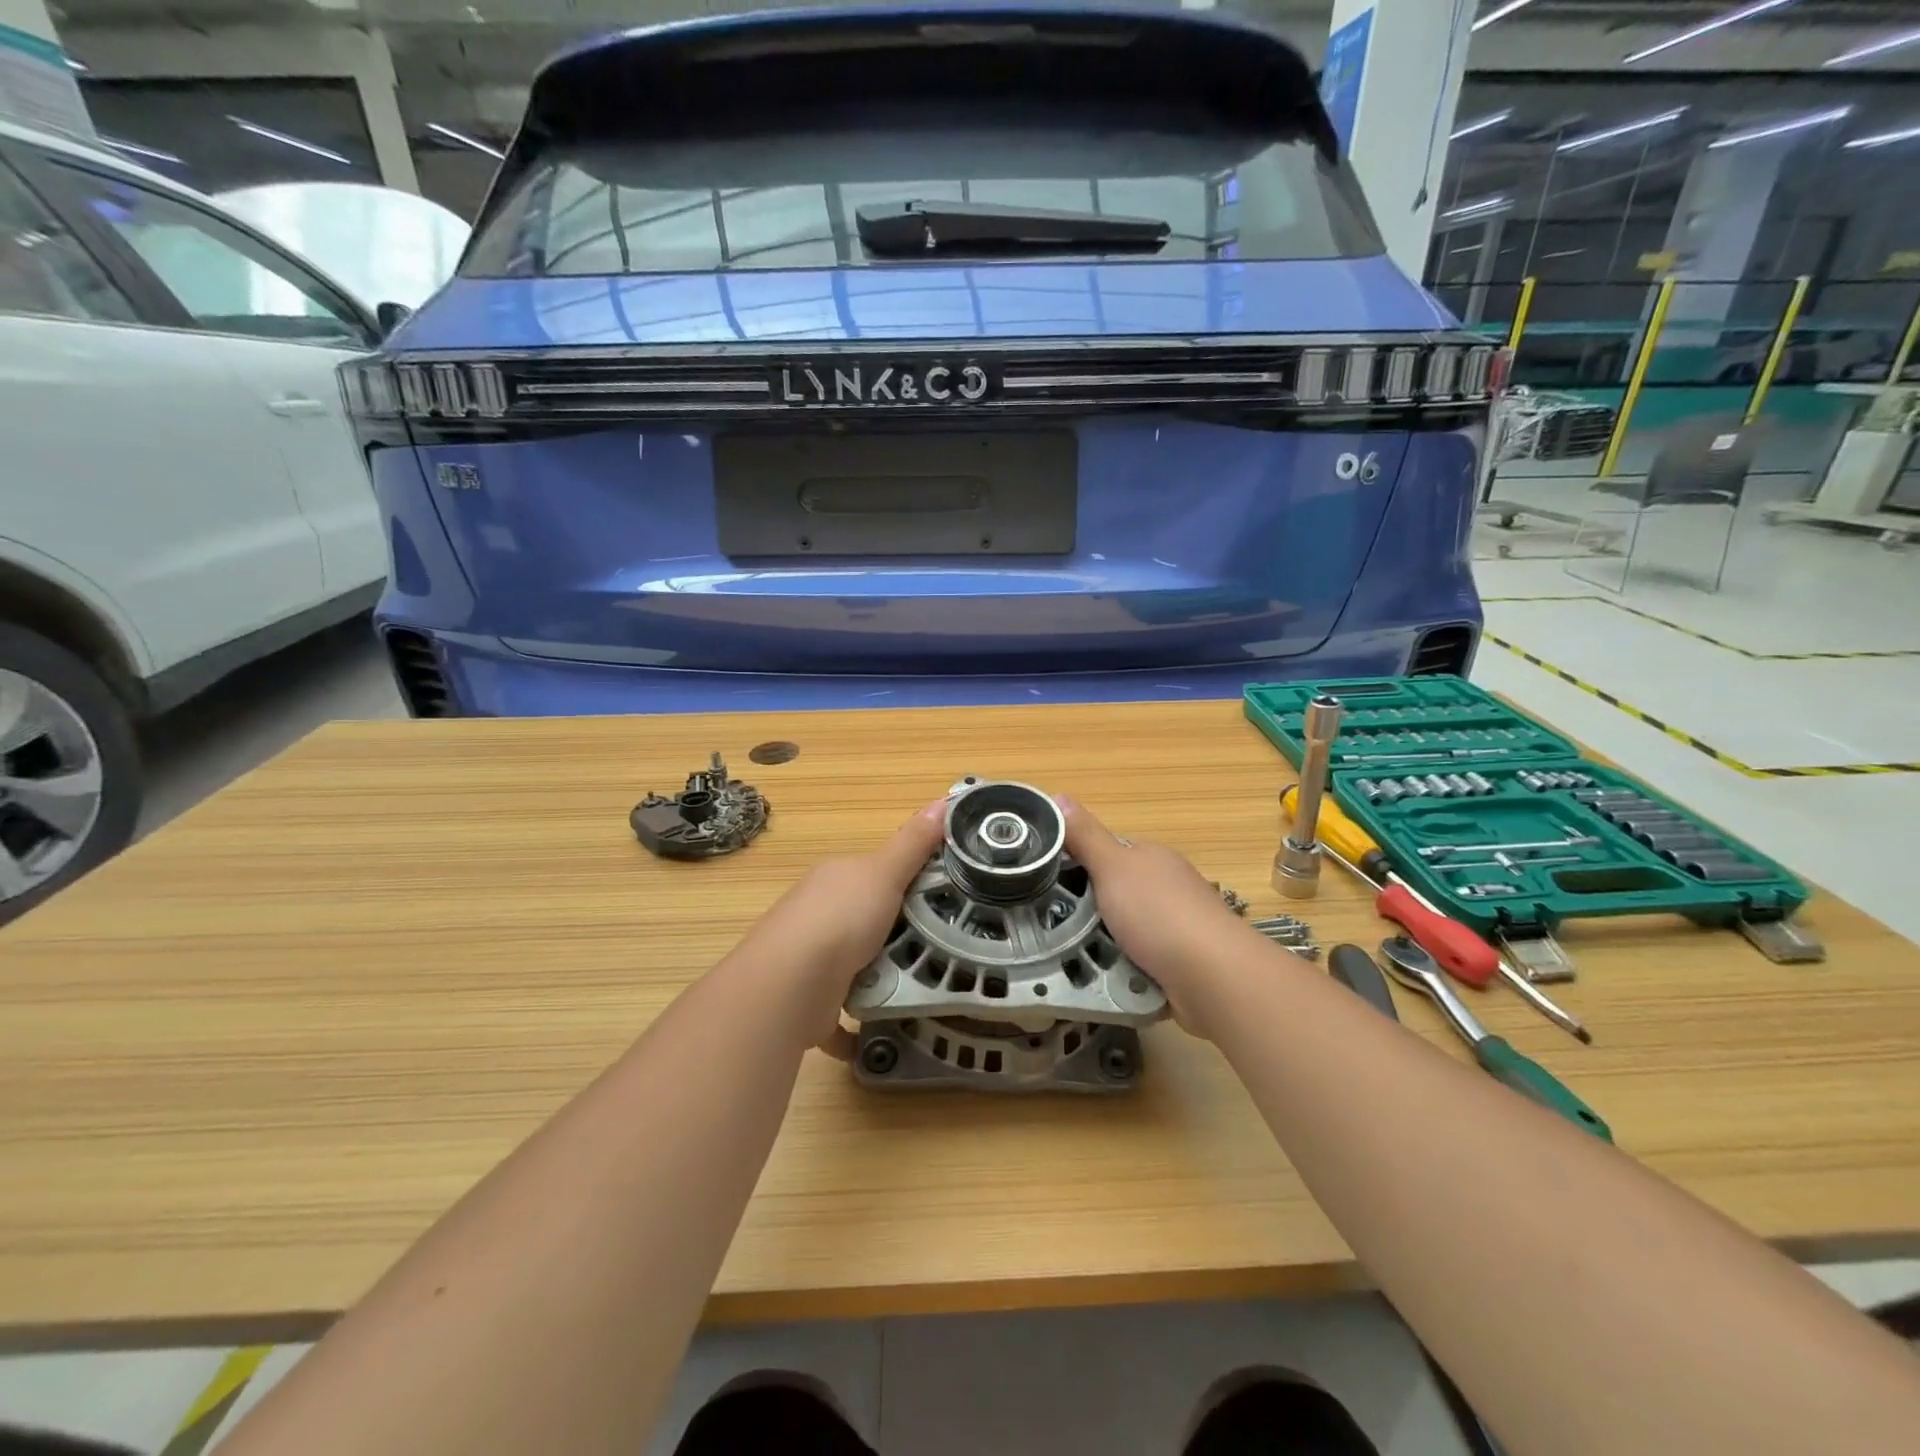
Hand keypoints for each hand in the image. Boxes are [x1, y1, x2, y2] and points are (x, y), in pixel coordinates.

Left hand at [724, 801, 945, 1055]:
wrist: (791, 985)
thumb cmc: (841, 919)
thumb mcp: (884, 873)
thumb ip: (913, 843)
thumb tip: (943, 799)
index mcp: (835, 880)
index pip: (875, 873)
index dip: (908, 880)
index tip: (946, 896)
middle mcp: (818, 915)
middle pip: (865, 919)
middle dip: (897, 932)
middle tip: (945, 945)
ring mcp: (810, 960)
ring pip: (853, 965)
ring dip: (879, 976)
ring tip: (925, 986)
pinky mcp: (811, 1003)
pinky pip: (839, 1014)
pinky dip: (858, 1025)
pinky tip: (884, 1031)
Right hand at [1061, 797, 1284, 1037]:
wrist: (1213, 976)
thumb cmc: (1159, 913)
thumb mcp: (1113, 867)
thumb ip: (1085, 836)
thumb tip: (1058, 796)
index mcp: (1153, 858)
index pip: (1108, 853)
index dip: (1078, 863)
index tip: (1048, 882)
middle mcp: (1168, 888)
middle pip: (1116, 894)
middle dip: (1088, 910)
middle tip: (1053, 924)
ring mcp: (1177, 927)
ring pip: (1126, 931)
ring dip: (1104, 944)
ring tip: (1070, 957)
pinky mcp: (1181, 964)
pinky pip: (1139, 962)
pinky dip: (1123, 969)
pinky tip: (1104, 979)